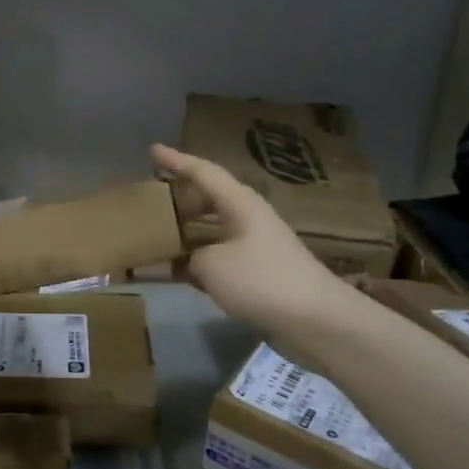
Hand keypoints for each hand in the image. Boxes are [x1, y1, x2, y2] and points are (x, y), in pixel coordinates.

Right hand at [152, 144, 351, 334]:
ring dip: (188, 231)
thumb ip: (190, 257)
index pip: (203, 172)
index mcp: (240, 203)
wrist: (316, 319)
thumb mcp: (212, 265)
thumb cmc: (262, 280)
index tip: (153, 150)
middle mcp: (249, 217)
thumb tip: (190, 261)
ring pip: (213, 228)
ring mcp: (257, 245)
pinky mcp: (260, 271)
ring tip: (160, 235)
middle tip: (152, 202)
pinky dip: (200, 258)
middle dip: (181, 198)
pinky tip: (182, 271)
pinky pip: (220, 254)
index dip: (177, 160)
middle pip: (209, 198)